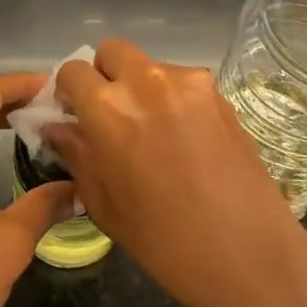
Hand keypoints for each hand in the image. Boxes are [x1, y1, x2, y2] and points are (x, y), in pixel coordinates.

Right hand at [46, 40, 306, 306]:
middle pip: (112, 52)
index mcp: (109, 107)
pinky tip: (185, 141)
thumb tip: (57, 127)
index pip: (73, 71)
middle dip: (104, 76)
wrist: (249, 254)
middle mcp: (147, 81)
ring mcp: (190, 83)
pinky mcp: (221, 95)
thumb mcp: (104, 203)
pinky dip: (173, 100)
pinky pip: (183, 83)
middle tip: (110, 116)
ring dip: (141, 88)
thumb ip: (76, 154)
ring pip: (150, 66)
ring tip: (154, 134)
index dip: (68, 92)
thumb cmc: (163, 240)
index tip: (73, 115)